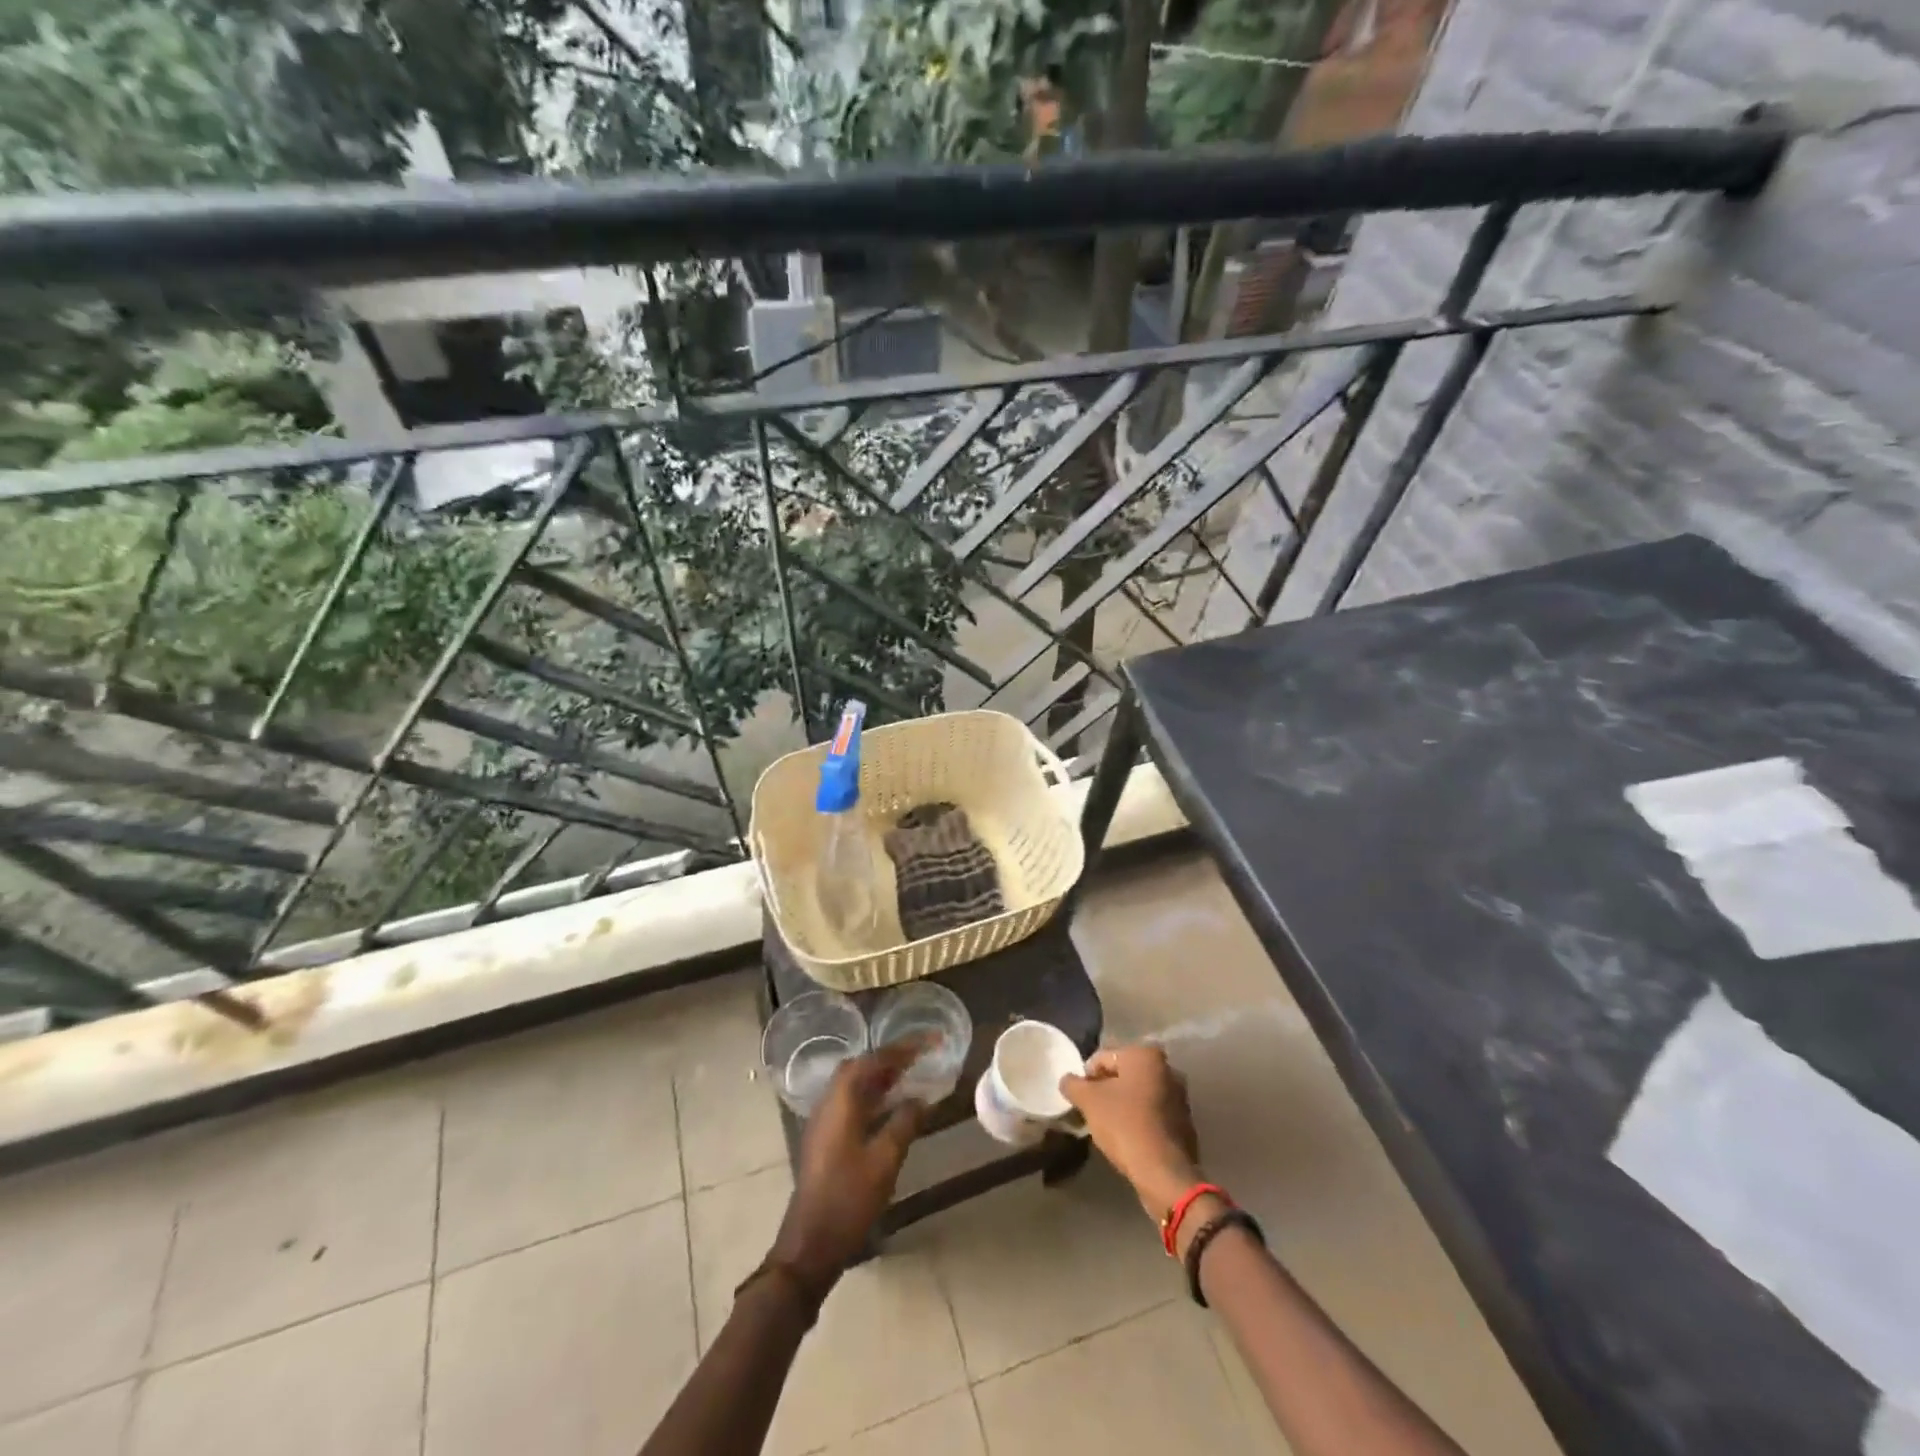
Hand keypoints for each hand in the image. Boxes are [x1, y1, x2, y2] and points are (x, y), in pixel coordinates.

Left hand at [769, 1041, 924, 1293]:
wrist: (810, 1243)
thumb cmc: (848, 1199)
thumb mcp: (885, 1161)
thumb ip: (904, 1123)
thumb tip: (921, 1099)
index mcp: (841, 1101)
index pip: (873, 1060)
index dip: (902, 1048)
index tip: (929, 1040)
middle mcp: (828, 1103)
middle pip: (860, 1067)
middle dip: (890, 1057)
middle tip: (919, 1055)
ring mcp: (823, 1121)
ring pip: (854, 1085)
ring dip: (881, 1075)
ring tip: (911, 1073)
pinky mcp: (825, 1139)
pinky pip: (851, 1102)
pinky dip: (872, 1095)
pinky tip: (891, 1106)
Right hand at [1060, 1043, 1202, 1220]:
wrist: (1163, 1172)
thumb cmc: (1124, 1125)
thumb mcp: (1089, 1101)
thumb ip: (1073, 1085)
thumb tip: (1067, 1080)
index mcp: (1146, 1055)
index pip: (1104, 1058)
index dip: (1086, 1077)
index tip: (1080, 1098)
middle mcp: (1168, 1069)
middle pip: (1124, 1075)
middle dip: (1106, 1090)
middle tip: (1092, 1111)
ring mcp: (1180, 1097)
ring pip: (1139, 1095)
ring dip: (1123, 1105)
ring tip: (1108, 1127)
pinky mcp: (1185, 1124)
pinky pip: (1153, 1115)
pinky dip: (1139, 1121)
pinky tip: (1128, 1139)